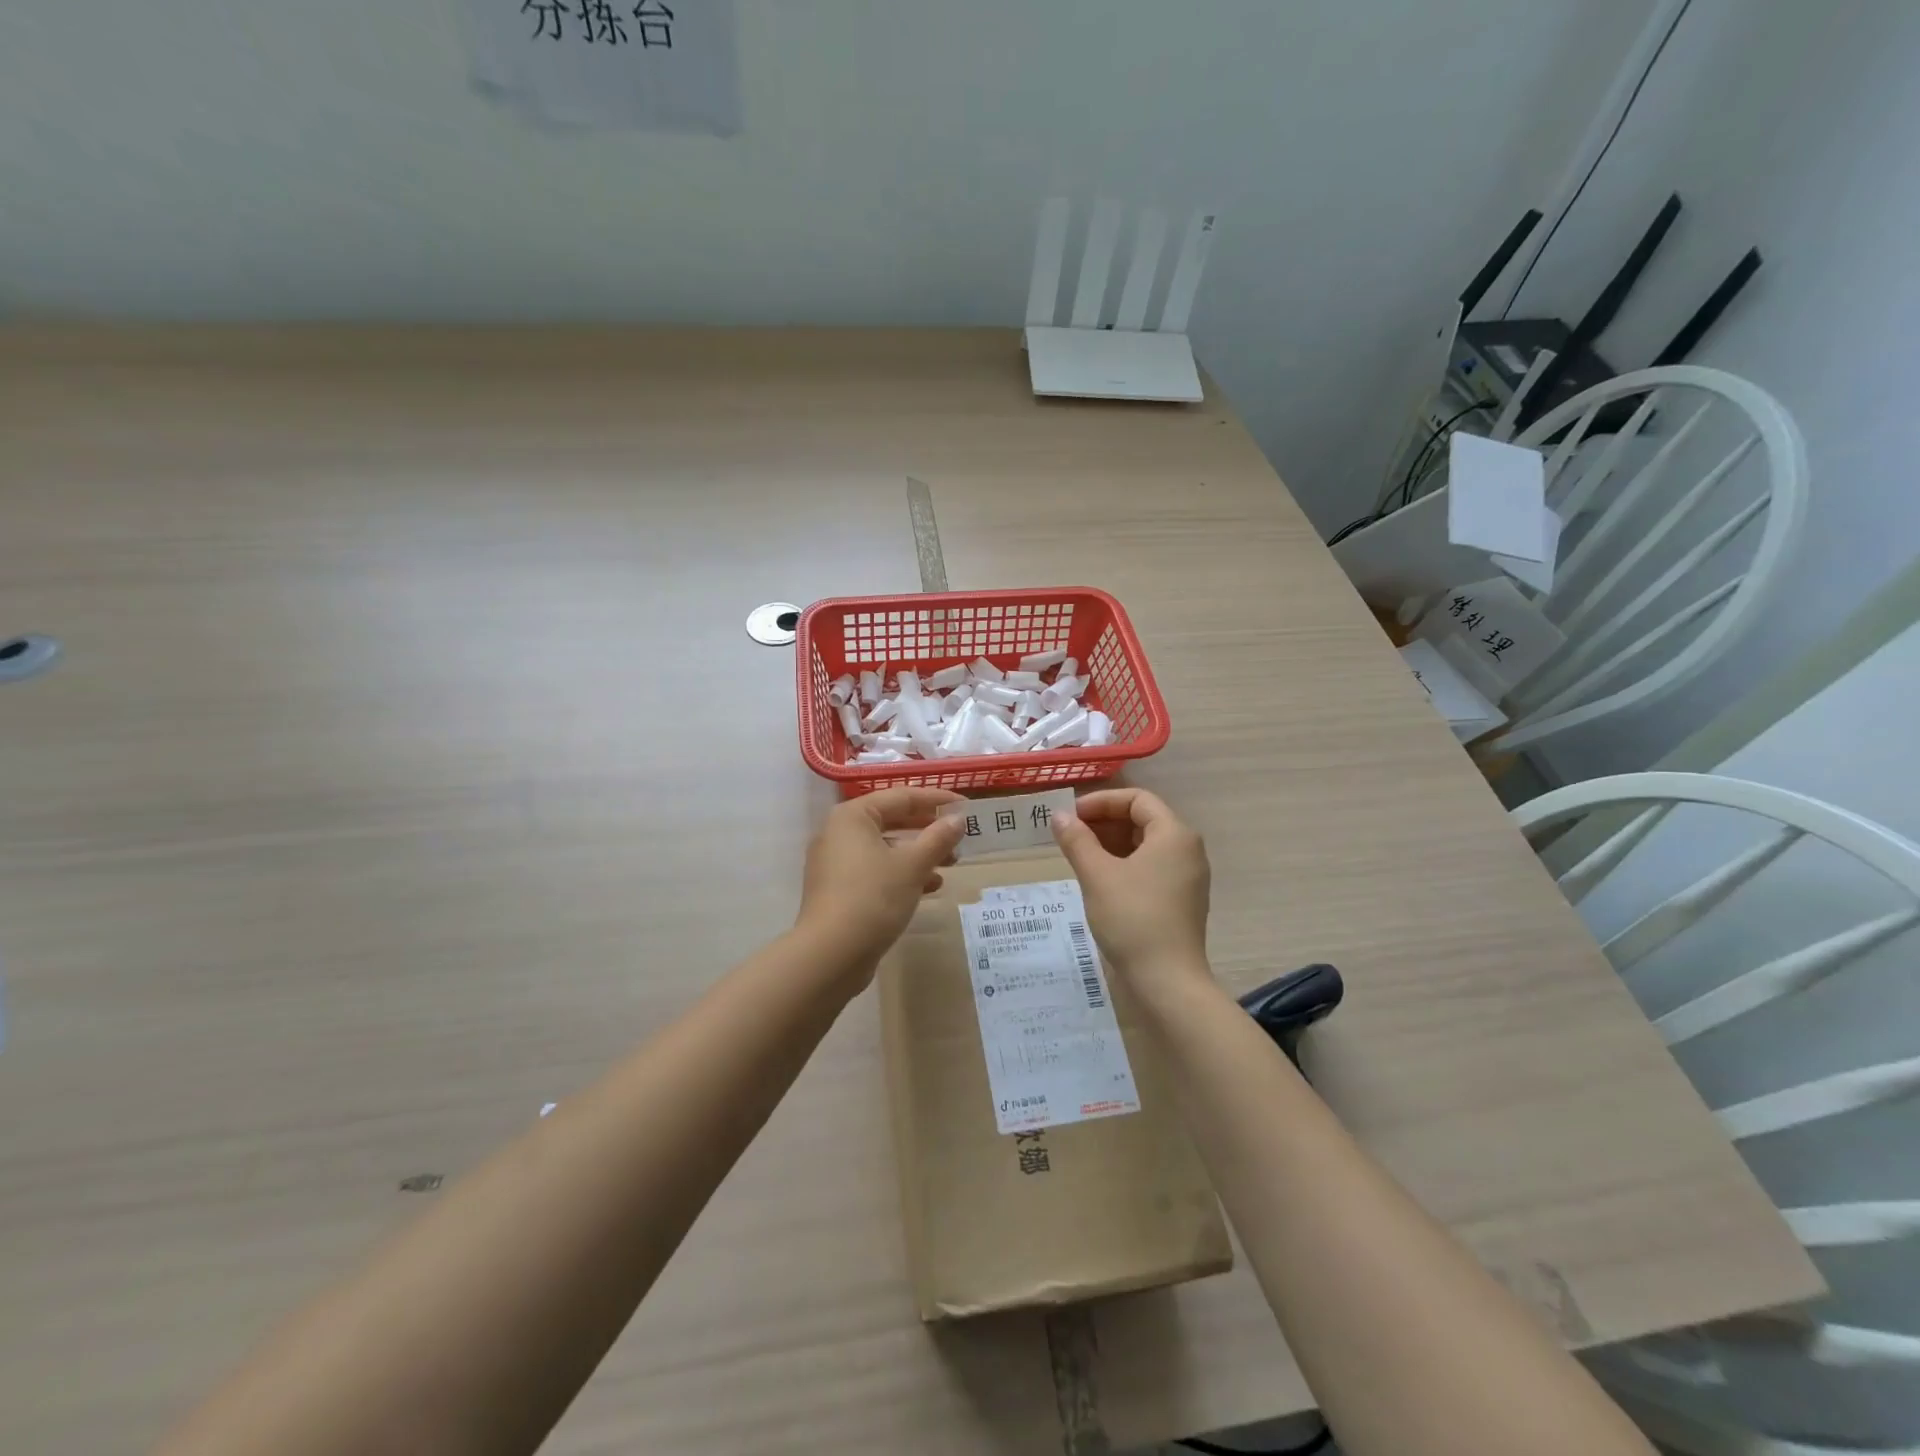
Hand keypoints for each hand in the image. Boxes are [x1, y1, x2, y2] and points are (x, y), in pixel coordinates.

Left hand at [798, 787, 966, 980]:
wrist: (831, 954)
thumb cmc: (873, 897)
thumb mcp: (913, 865)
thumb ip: (938, 838)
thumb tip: (958, 819)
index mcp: (853, 816)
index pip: (901, 796)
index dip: (936, 799)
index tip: (965, 806)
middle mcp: (839, 833)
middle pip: (891, 821)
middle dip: (928, 829)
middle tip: (959, 836)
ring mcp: (835, 863)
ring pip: (885, 848)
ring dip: (919, 854)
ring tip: (951, 864)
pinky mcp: (838, 890)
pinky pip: (876, 871)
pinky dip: (902, 874)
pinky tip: (930, 888)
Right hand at [1053, 788, 1211, 987]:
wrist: (1167, 981)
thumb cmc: (1132, 918)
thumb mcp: (1097, 875)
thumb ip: (1077, 840)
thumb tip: (1058, 816)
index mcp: (1174, 834)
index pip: (1137, 799)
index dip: (1101, 802)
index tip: (1071, 816)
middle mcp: (1187, 849)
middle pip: (1143, 820)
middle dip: (1104, 822)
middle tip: (1070, 836)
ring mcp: (1187, 877)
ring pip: (1145, 845)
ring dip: (1111, 844)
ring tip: (1079, 856)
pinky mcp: (1182, 900)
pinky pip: (1151, 868)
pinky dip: (1124, 864)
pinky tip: (1099, 880)